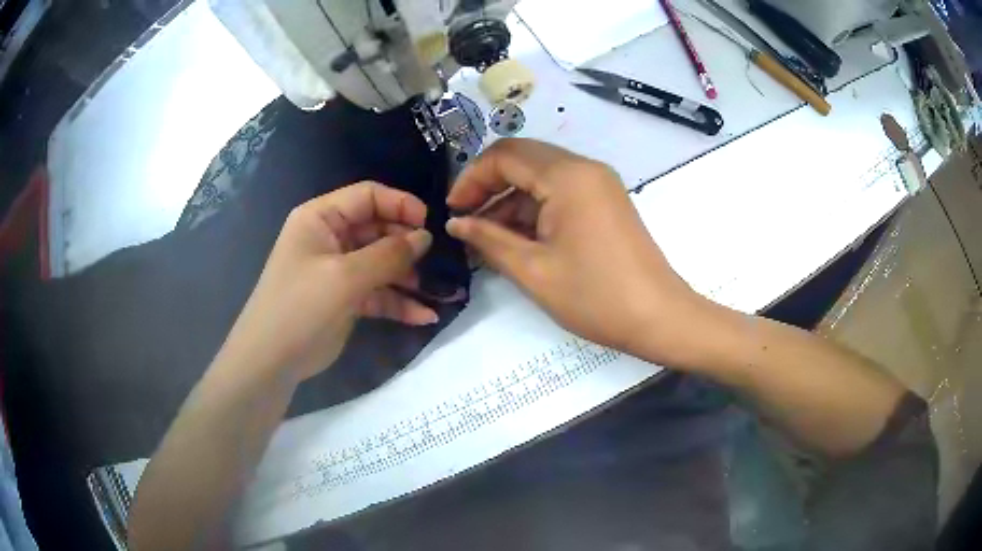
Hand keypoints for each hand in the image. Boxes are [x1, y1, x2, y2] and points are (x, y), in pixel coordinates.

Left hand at [220, 182, 435, 381]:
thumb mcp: (345, 277)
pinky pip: (378, 292)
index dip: (400, 205)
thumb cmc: (301, 307)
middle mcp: (330, 238)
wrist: (271, 362)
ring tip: (436, 292)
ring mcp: (338, 270)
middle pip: (378, 229)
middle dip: (407, 245)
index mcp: (321, 218)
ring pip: (381, 263)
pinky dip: (399, 302)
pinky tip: (423, 316)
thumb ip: (388, 255)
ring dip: (408, 277)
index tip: (430, 225)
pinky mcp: (345, 298)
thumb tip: (425, 237)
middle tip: (435, 262)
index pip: (368, 196)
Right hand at [446, 139, 705, 364]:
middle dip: (488, 186)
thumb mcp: (533, 271)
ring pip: (540, 176)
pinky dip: (534, 209)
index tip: (453, 211)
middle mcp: (584, 167)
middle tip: (465, 220)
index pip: (504, 155)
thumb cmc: (596, 297)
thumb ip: (489, 240)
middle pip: (522, 159)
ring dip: (511, 200)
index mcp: (567, 176)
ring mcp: (598, 183)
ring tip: (486, 238)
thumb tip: (455, 223)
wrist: (659, 317)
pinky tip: (517, 238)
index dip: (471, 178)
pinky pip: (560, 192)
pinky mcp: (605, 201)